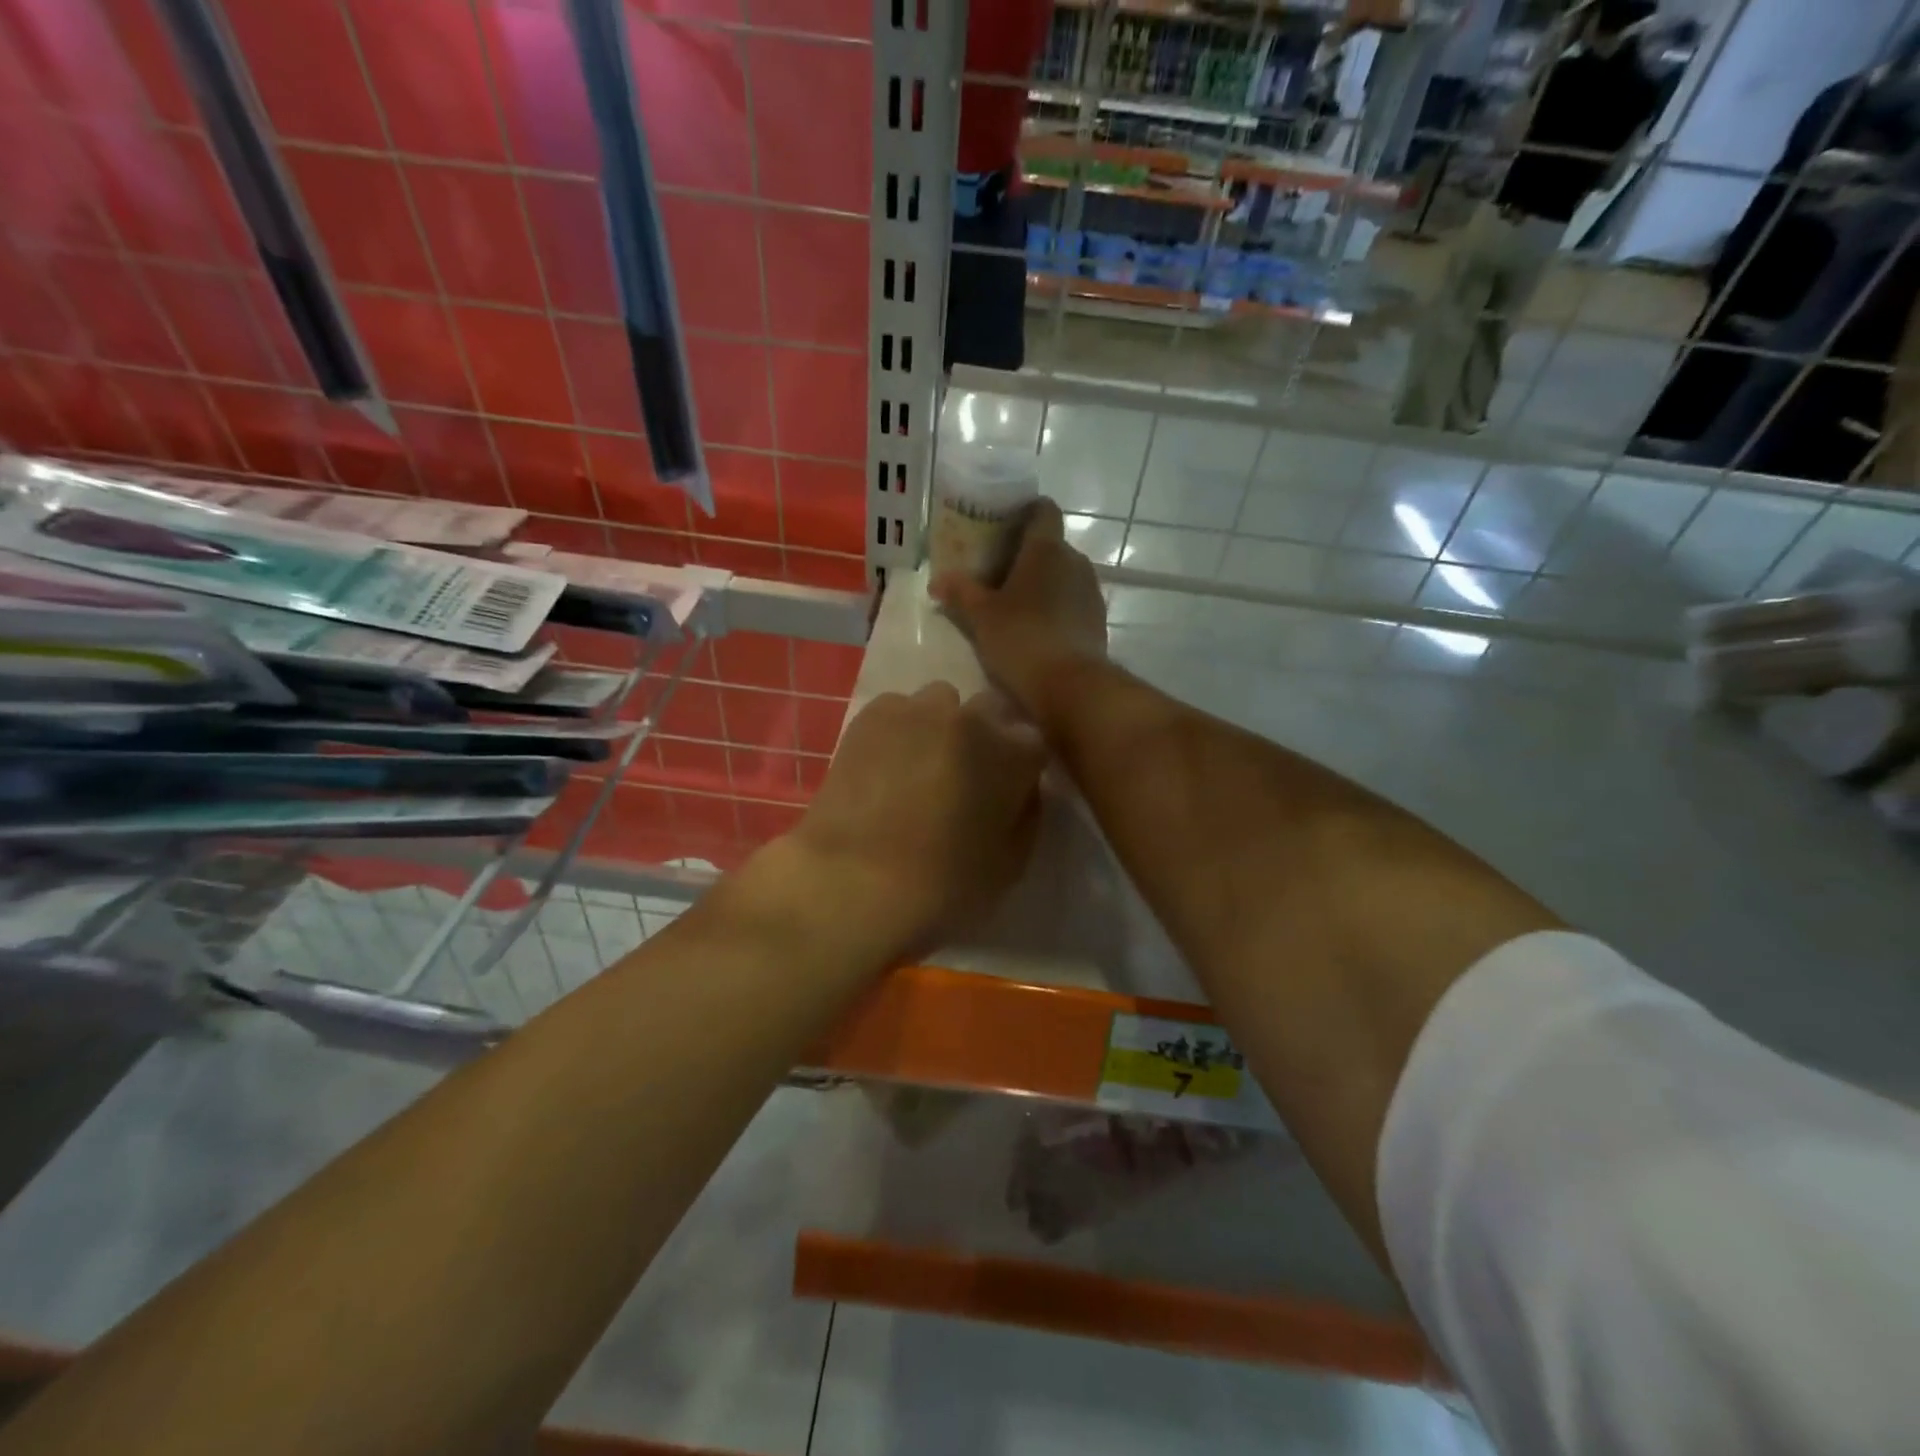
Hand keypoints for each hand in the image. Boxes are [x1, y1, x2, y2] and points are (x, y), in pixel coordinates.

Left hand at [786, 683, 1047, 956]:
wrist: (852, 881)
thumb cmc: (942, 885)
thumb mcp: (1010, 865)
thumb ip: (1026, 814)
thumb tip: (1021, 788)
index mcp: (1013, 753)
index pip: (1033, 741)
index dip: (1020, 767)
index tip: (1006, 791)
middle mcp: (971, 718)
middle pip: (990, 709)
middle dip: (985, 736)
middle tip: (965, 778)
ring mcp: (918, 710)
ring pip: (942, 702)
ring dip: (941, 726)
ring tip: (920, 766)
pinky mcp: (871, 715)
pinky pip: (898, 709)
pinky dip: (899, 730)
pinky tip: (884, 765)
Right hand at [931, 499, 1106, 721]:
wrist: (1070, 686)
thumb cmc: (1021, 639)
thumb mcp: (981, 616)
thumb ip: (960, 592)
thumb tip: (938, 580)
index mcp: (1047, 548)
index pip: (1043, 509)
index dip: (1025, 511)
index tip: (1003, 524)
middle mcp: (1075, 561)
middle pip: (1050, 545)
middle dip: (1026, 554)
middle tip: (997, 572)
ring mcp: (1091, 591)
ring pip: (1063, 574)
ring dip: (1041, 582)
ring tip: (1014, 604)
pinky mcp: (1097, 619)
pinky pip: (1072, 600)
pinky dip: (1055, 606)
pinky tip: (1035, 628)